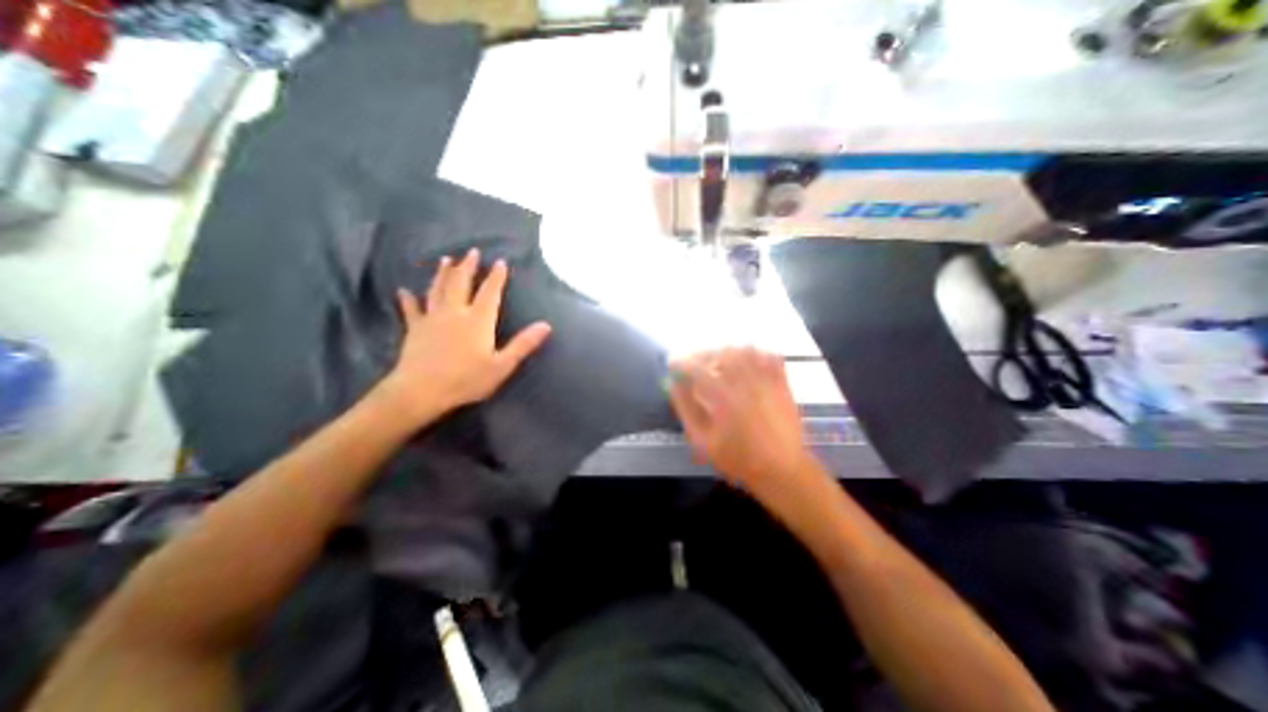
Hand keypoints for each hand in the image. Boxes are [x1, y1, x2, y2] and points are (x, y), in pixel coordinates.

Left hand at [379, 248, 553, 422]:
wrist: (421, 391)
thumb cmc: (466, 380)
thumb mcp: (502, 365)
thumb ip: (523, 344)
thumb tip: (546, 325)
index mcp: (478, 320)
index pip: (490, 293)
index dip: (496, 277)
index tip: (500, 262)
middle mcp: (455, 312)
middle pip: (461, 283)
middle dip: (467, 266)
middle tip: (472, 251)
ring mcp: (432, 319)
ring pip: (437, 289)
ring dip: (442, 273)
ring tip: (446, 259)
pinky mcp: (414, 329)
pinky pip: (411, 310)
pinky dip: (408, 299)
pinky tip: (403, 290)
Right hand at [666, 344, 805, 494]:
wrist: (782, 469)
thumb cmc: (738, 458)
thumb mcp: (702, 441)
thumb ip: (686, 410)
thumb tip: (673, 386)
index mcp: (723, 396)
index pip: (697, 367)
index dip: (682, 362)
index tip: (673, 364)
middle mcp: (745, 381)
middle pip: (721, 352)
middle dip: (703, 354)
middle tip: (694, 363)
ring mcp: (766, 380)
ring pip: (745, 350)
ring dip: (727, 352)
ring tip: (718, 361)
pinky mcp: (782, 383)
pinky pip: (769, 356)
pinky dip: (755, 353)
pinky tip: (747, 362)